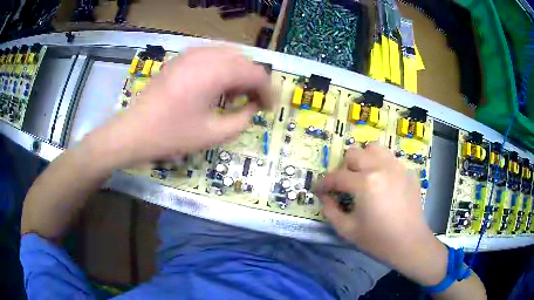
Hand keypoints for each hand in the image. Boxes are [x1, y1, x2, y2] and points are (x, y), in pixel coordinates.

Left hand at [96, 47, 271, 166]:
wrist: (134, 131)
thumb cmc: (171, 135)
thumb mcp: (212, 134)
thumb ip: (241, 120)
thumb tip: (253, 108)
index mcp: (214, 73)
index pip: (255, 73)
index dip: (267, 90)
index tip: (268, 108)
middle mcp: (205, 55)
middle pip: (243, 60)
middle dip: (253, 81)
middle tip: (252, 102)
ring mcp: (190, 53)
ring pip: (228, 55)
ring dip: (238, 73)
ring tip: (234, 95)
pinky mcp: (181, 58)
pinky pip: (211, 55)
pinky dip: (222, 68)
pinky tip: (216, 86)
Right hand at [315, 144, 447, 285]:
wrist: (409, 243)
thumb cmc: (377, 240)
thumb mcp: (347, 230)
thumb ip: (330, 210)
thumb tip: (324, 196)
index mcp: (365, 183)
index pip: (336, 176)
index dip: (323, 183)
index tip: (318, 189)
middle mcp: (381, 167)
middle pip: (354, 153)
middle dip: (344, 168)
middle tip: (344, 185)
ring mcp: (397, 167)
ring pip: (374, 148)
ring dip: (364, 159)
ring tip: (364, 176)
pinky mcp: (408, 172)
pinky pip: (390, 159)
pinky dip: (381, 166)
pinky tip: (383, 184)